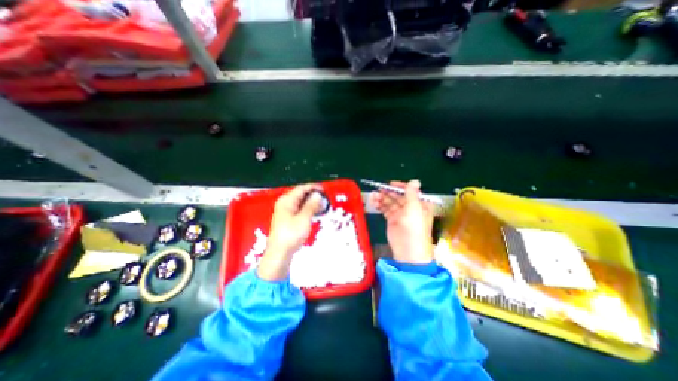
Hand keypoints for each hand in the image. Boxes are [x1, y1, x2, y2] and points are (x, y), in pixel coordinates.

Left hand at [259, 182, 324, 280]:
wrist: (280, 253)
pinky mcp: (287, 219)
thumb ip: (311, 205)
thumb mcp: (304, 219)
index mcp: (286, 201)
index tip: (323, 189)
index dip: (313, 187)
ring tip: (321, 206)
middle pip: (300, 194)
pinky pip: (299, 209)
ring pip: (300, 202)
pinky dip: (307, 209)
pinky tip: (313, 213)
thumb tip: (317, 196)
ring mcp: (285, 211)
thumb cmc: (290, 236)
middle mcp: (284, 204)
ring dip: (311, 203)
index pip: (301, 188)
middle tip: (324, 199)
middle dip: (313, 195)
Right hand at [370, 179, 433, 263]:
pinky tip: (374, 203)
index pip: (409, 191)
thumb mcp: (414, 208)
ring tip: (373, 196)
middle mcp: (410, 208)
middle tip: (378, 190)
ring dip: (382, 198)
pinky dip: (380, 205)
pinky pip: (385, 209)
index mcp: (419, 204)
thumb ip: (411, 194)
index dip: (400, 187)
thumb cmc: (414, 228)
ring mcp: (400, 214)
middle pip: (398, 196)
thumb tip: (415, 180)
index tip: (389, 184)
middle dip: (388, 192)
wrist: (408, 251)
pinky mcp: (392, 220)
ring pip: (390, 202)